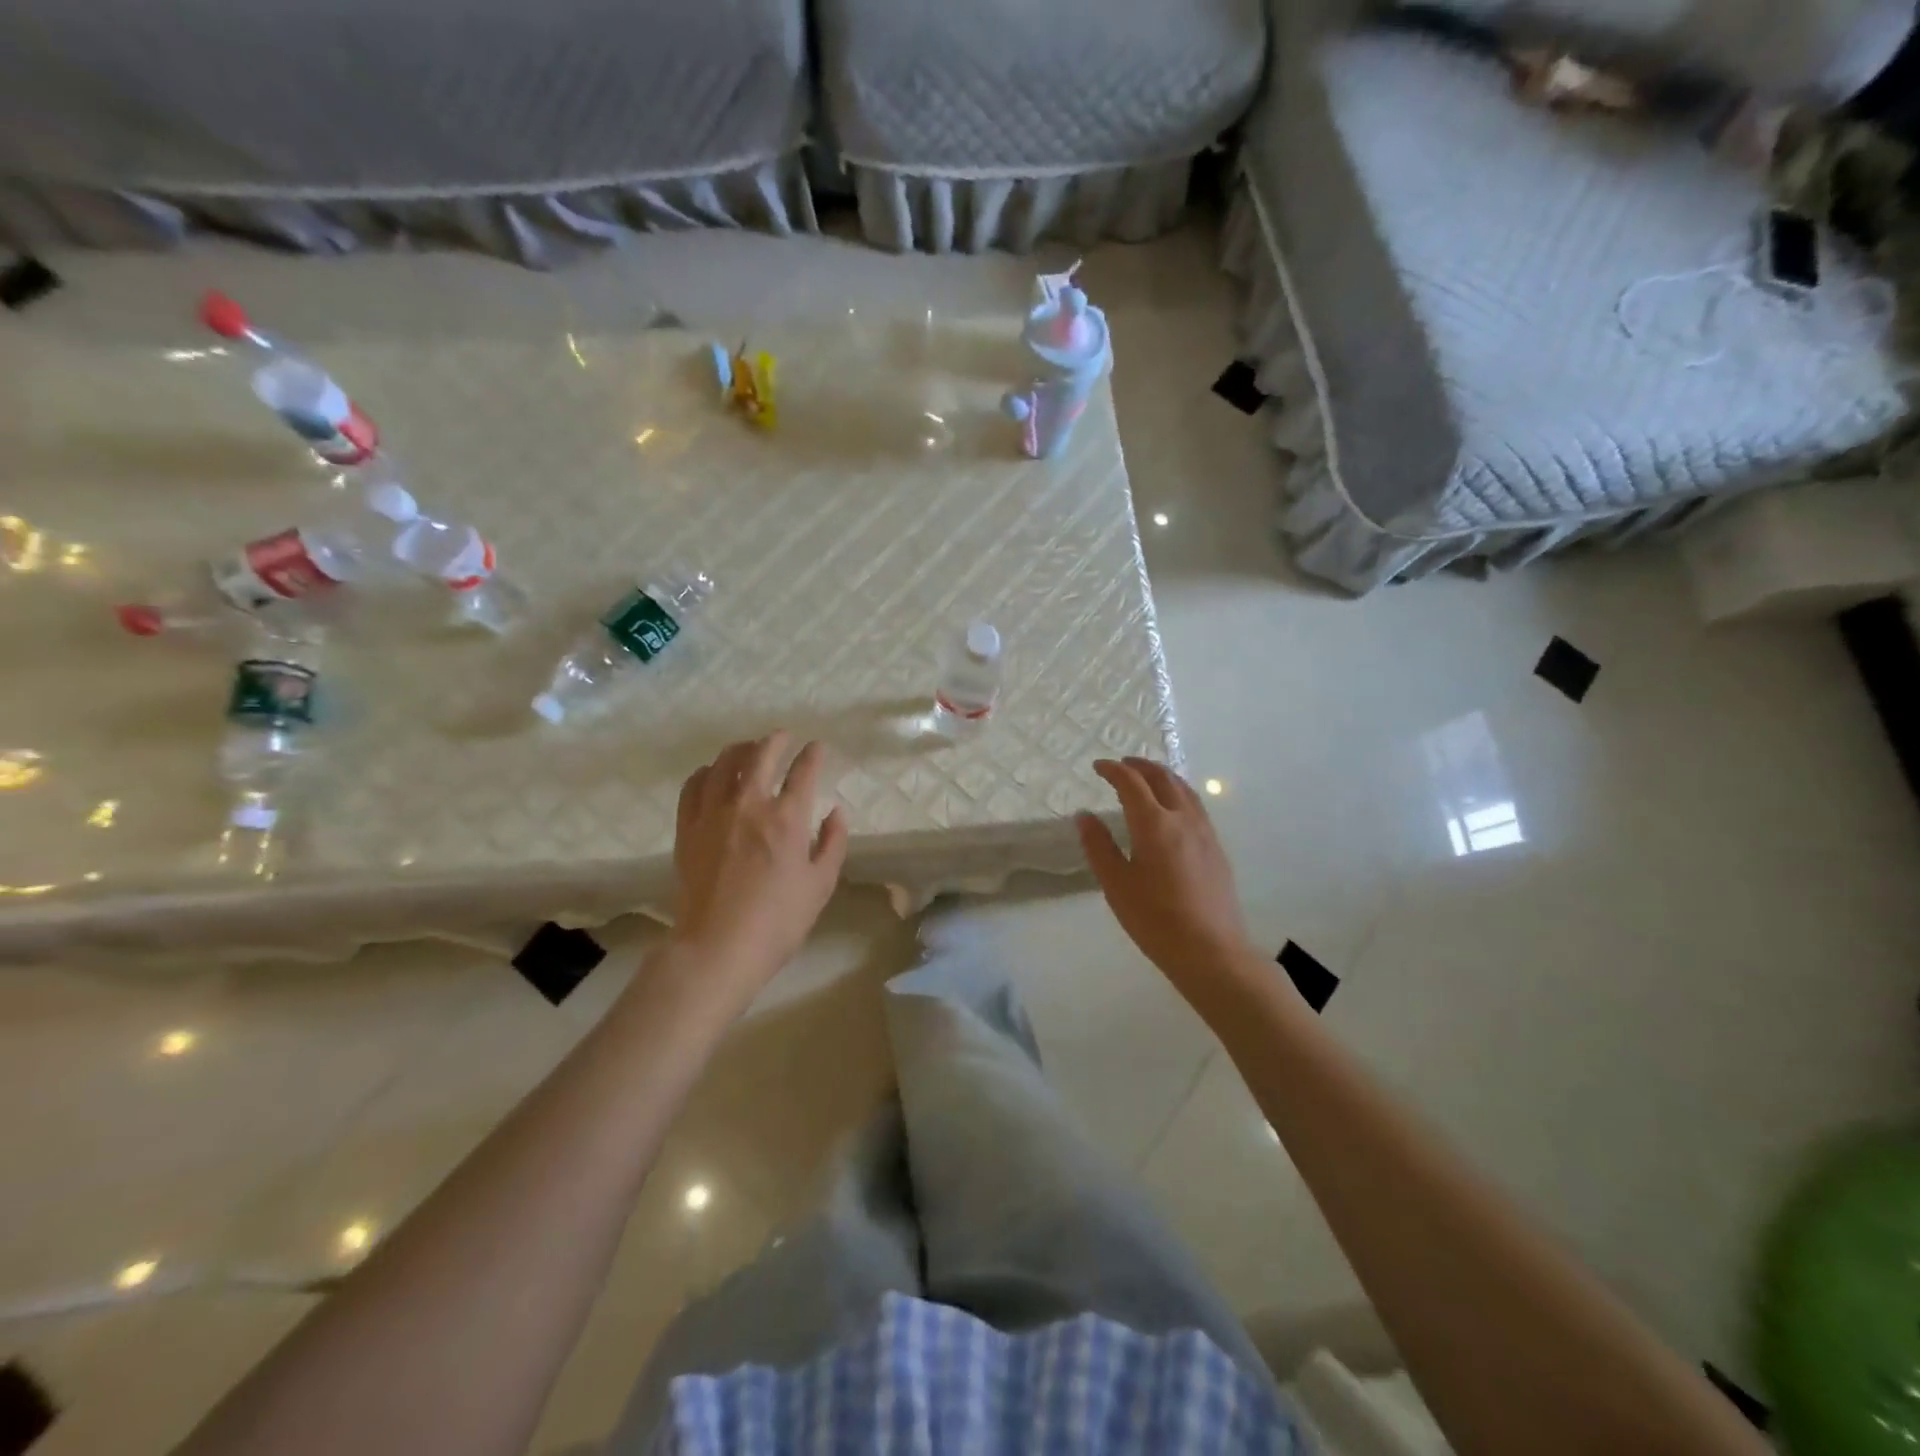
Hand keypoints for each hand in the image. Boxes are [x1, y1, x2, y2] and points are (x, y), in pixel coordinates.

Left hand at [672, 733, 847, 1001]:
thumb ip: (832, 843)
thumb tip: (836, 813)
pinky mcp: (688, 828)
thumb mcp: (821, 885)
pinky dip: (705, 773)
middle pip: (760, 755)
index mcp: (787, 818)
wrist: (718, 947)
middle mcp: (749, 804)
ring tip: (748, 749)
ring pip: (723, 763)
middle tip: (782, 736)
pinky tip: (711, 774)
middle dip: (775, 740)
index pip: (803, 771)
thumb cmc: (778, 921)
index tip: (817, 747)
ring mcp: (713, 813)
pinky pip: (693, 787)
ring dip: (740, 750)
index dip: (812, 754)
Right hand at [1078, 757, 1256, 991]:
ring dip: (1162, 776)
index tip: (1098, 766)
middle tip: (1122, 765)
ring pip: (1184, 790)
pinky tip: (1172, 809)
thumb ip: (1098, 846)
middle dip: (1140, 766)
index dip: (1113, 770)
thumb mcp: (1116, 884)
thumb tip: (1084, 816)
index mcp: (1154, 824)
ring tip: (1147, 778)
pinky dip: (1178, 793)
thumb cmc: (1155, 919)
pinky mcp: (1216, 849)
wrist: (1211, 950)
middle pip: (1163, 778)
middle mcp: (1183, 819)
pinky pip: (1195, 806)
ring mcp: (1204, 833)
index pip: (1132, 783)